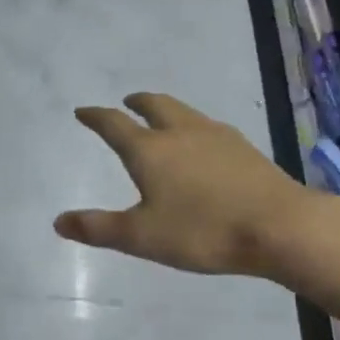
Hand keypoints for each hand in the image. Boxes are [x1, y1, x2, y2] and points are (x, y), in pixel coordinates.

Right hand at [55, 92, 324, 279]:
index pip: (114, 125)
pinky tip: (204, 144)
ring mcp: (217, 137)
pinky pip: (209, 127)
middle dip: (137, 102)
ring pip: (185, 112)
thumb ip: (99, 228)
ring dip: (167, 110)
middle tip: (127, 102)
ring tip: (163, 118)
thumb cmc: (203, 231)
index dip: (95, 117)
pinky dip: (194, 126)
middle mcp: (181, 133)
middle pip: (155, 105)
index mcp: (150, 150)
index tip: (83, 111)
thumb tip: (59, 221)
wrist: (280, 227)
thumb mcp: (142, 237)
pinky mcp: (244, 148)